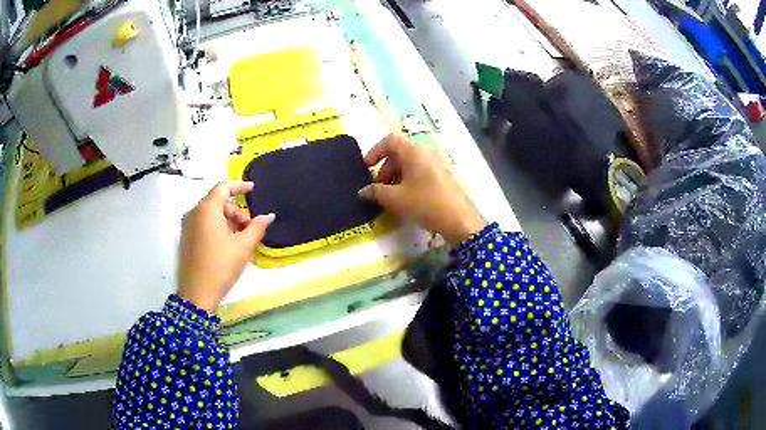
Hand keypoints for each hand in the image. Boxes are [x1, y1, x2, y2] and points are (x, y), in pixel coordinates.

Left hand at [178, 182, 274, 310]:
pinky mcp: (186, 238)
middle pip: (217, 201)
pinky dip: (217, 226)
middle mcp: (194, 213)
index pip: (223, 188)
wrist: (196, 293)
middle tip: (248, 226)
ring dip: (227, 219)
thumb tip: (268, 216)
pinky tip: (227, 243)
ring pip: (210, 213)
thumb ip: (257, 227)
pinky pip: (203, 223)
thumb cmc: (221, 266)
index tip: (253, 189)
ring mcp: (187, 226)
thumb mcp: (243, 246)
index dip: (239, 186)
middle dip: (235, 209)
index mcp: (206, 209)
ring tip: (240, 237)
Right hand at [359, 134, 485, 245]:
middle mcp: (426, 151)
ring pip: (410, 161)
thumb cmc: (425, 203)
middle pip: (399, 151)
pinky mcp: (442, 174)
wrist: (458, 219)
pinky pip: (420, 169)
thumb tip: (363, 192)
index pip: (390, 140)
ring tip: (391, 194)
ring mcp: (436, 162)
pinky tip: (406, 197)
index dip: (375, 151)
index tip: (367, 167)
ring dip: (396, 174)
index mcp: (413, 151)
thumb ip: (376, 192)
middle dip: (385, 166)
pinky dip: (408, 178)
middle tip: (379, 186)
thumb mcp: (396, 199)